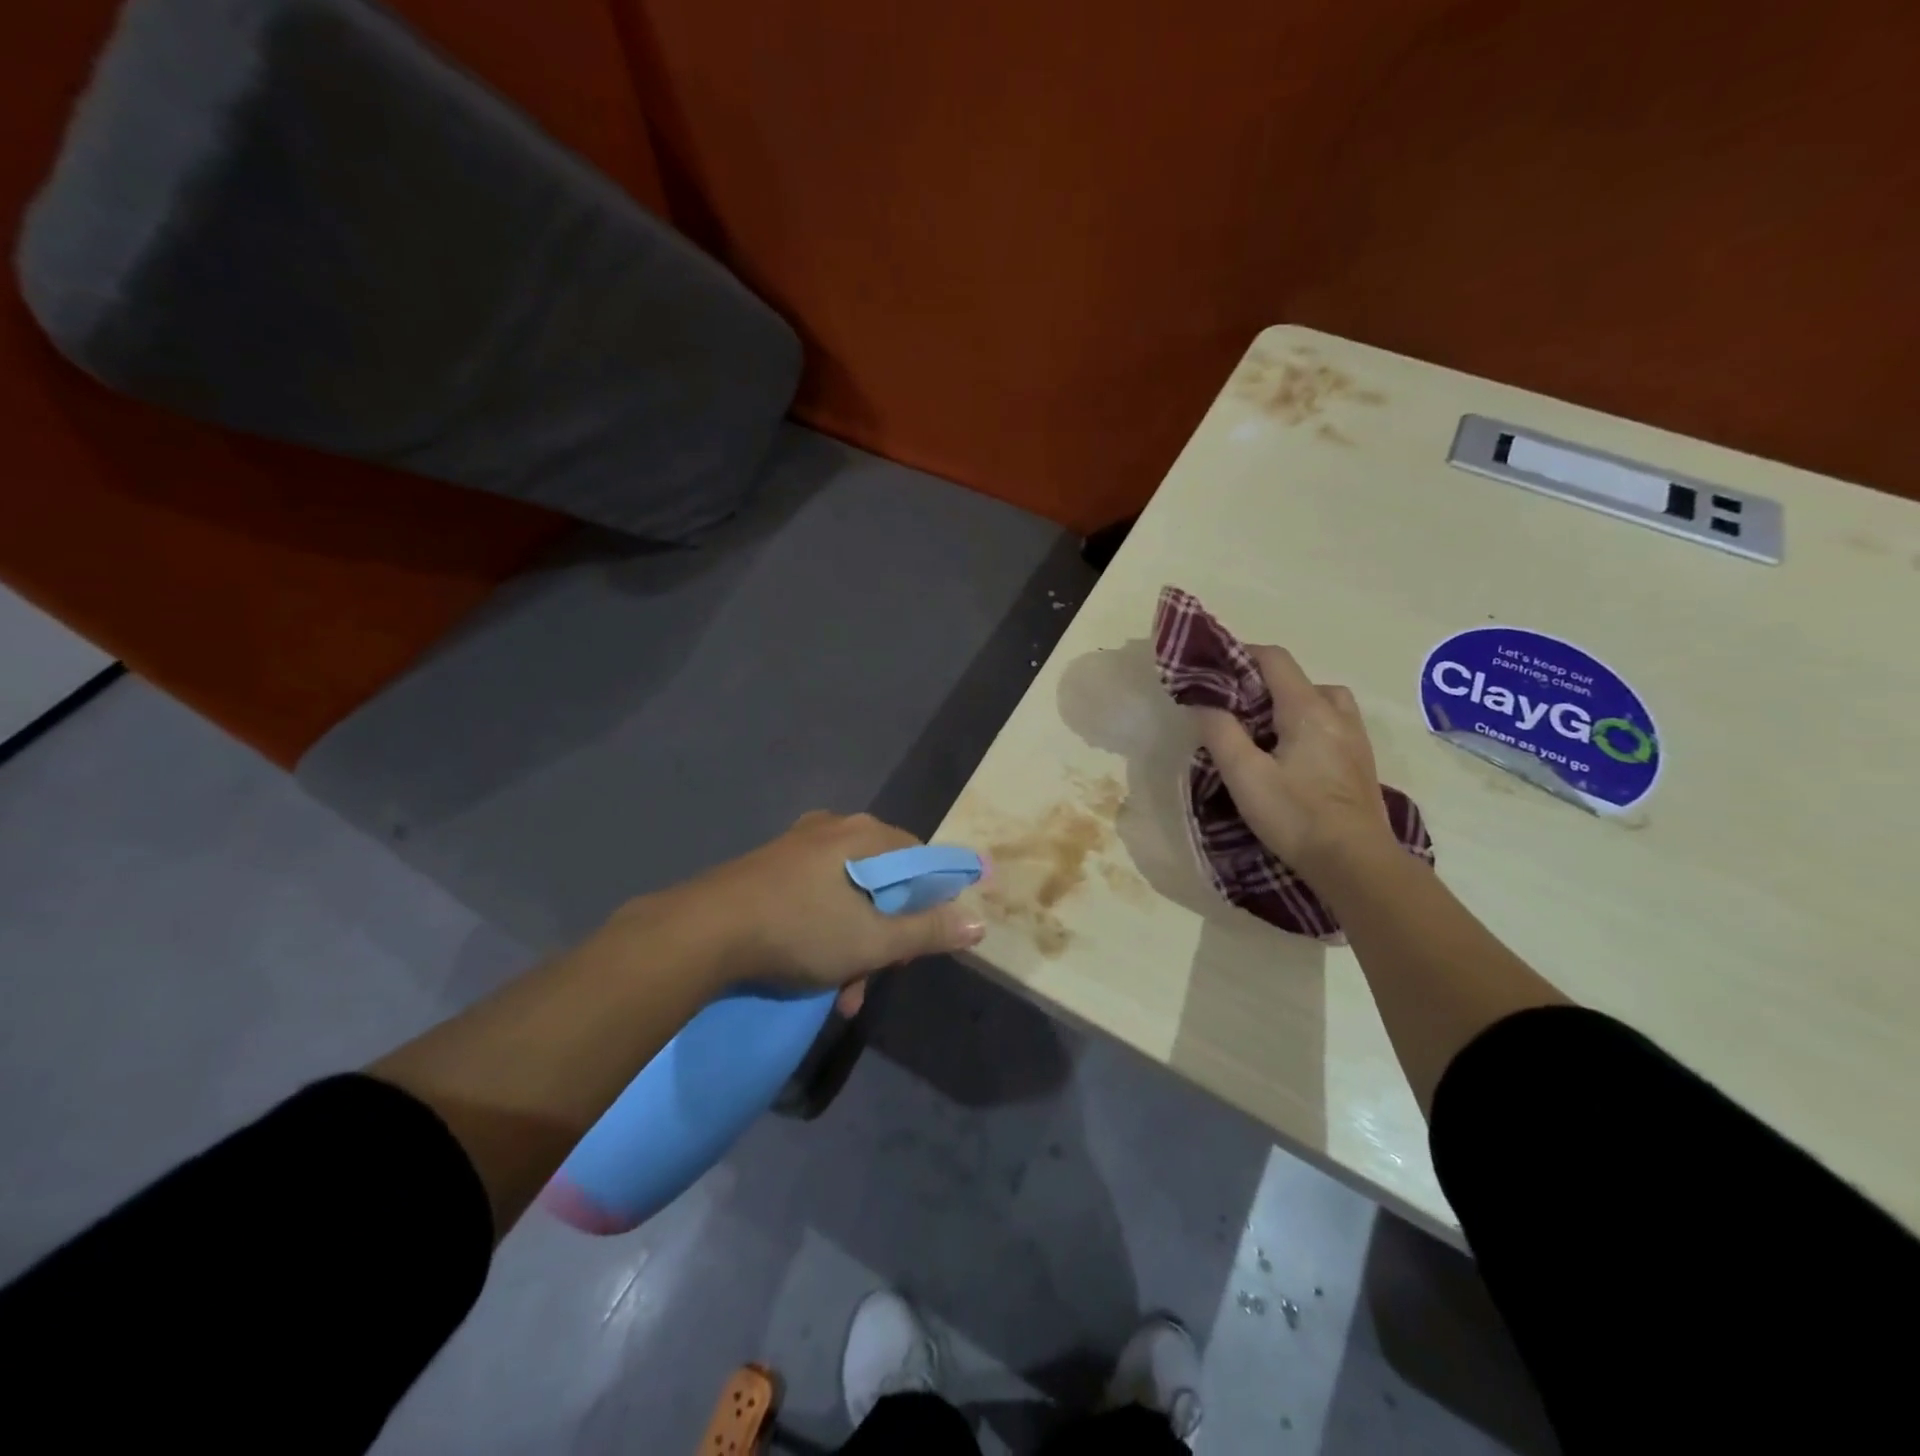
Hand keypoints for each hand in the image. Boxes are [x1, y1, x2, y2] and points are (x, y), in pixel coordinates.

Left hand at [629, 812, 985, 996]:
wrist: (703, 931)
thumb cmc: (800, 929)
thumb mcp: (873, 942)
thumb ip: (928, 931)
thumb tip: (979, 923)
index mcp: (866, 834)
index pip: (921, 860)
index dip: (930, 903)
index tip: (918, 943)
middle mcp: (835, 828)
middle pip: (883, 880)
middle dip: (885, 934)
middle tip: (875, 977)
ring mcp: (798, 844)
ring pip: (847, 894)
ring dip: (853, 944)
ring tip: (841, 995)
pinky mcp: (769, 865)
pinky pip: (814, 895)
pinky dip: (823, 931)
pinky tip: (811, 971)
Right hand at [1193, 644, 1393, 876]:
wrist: (1356, 864)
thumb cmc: (1296, 816)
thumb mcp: (1244, 775)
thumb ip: (1220, 732)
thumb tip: (1202, 700)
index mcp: (1308, 708)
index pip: (1275, 659)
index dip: (1241, 655)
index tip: (1212, 670)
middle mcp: (1337, 713)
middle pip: (1298, 678)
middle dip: (1262, 683)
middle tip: (1232, 708)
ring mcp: (1355, 738)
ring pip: (1320, 701)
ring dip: (1289, 704)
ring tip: (1264, 731)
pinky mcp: (1360, 763)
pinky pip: (1332, 724)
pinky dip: (1307, 724)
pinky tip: (1291, 755)